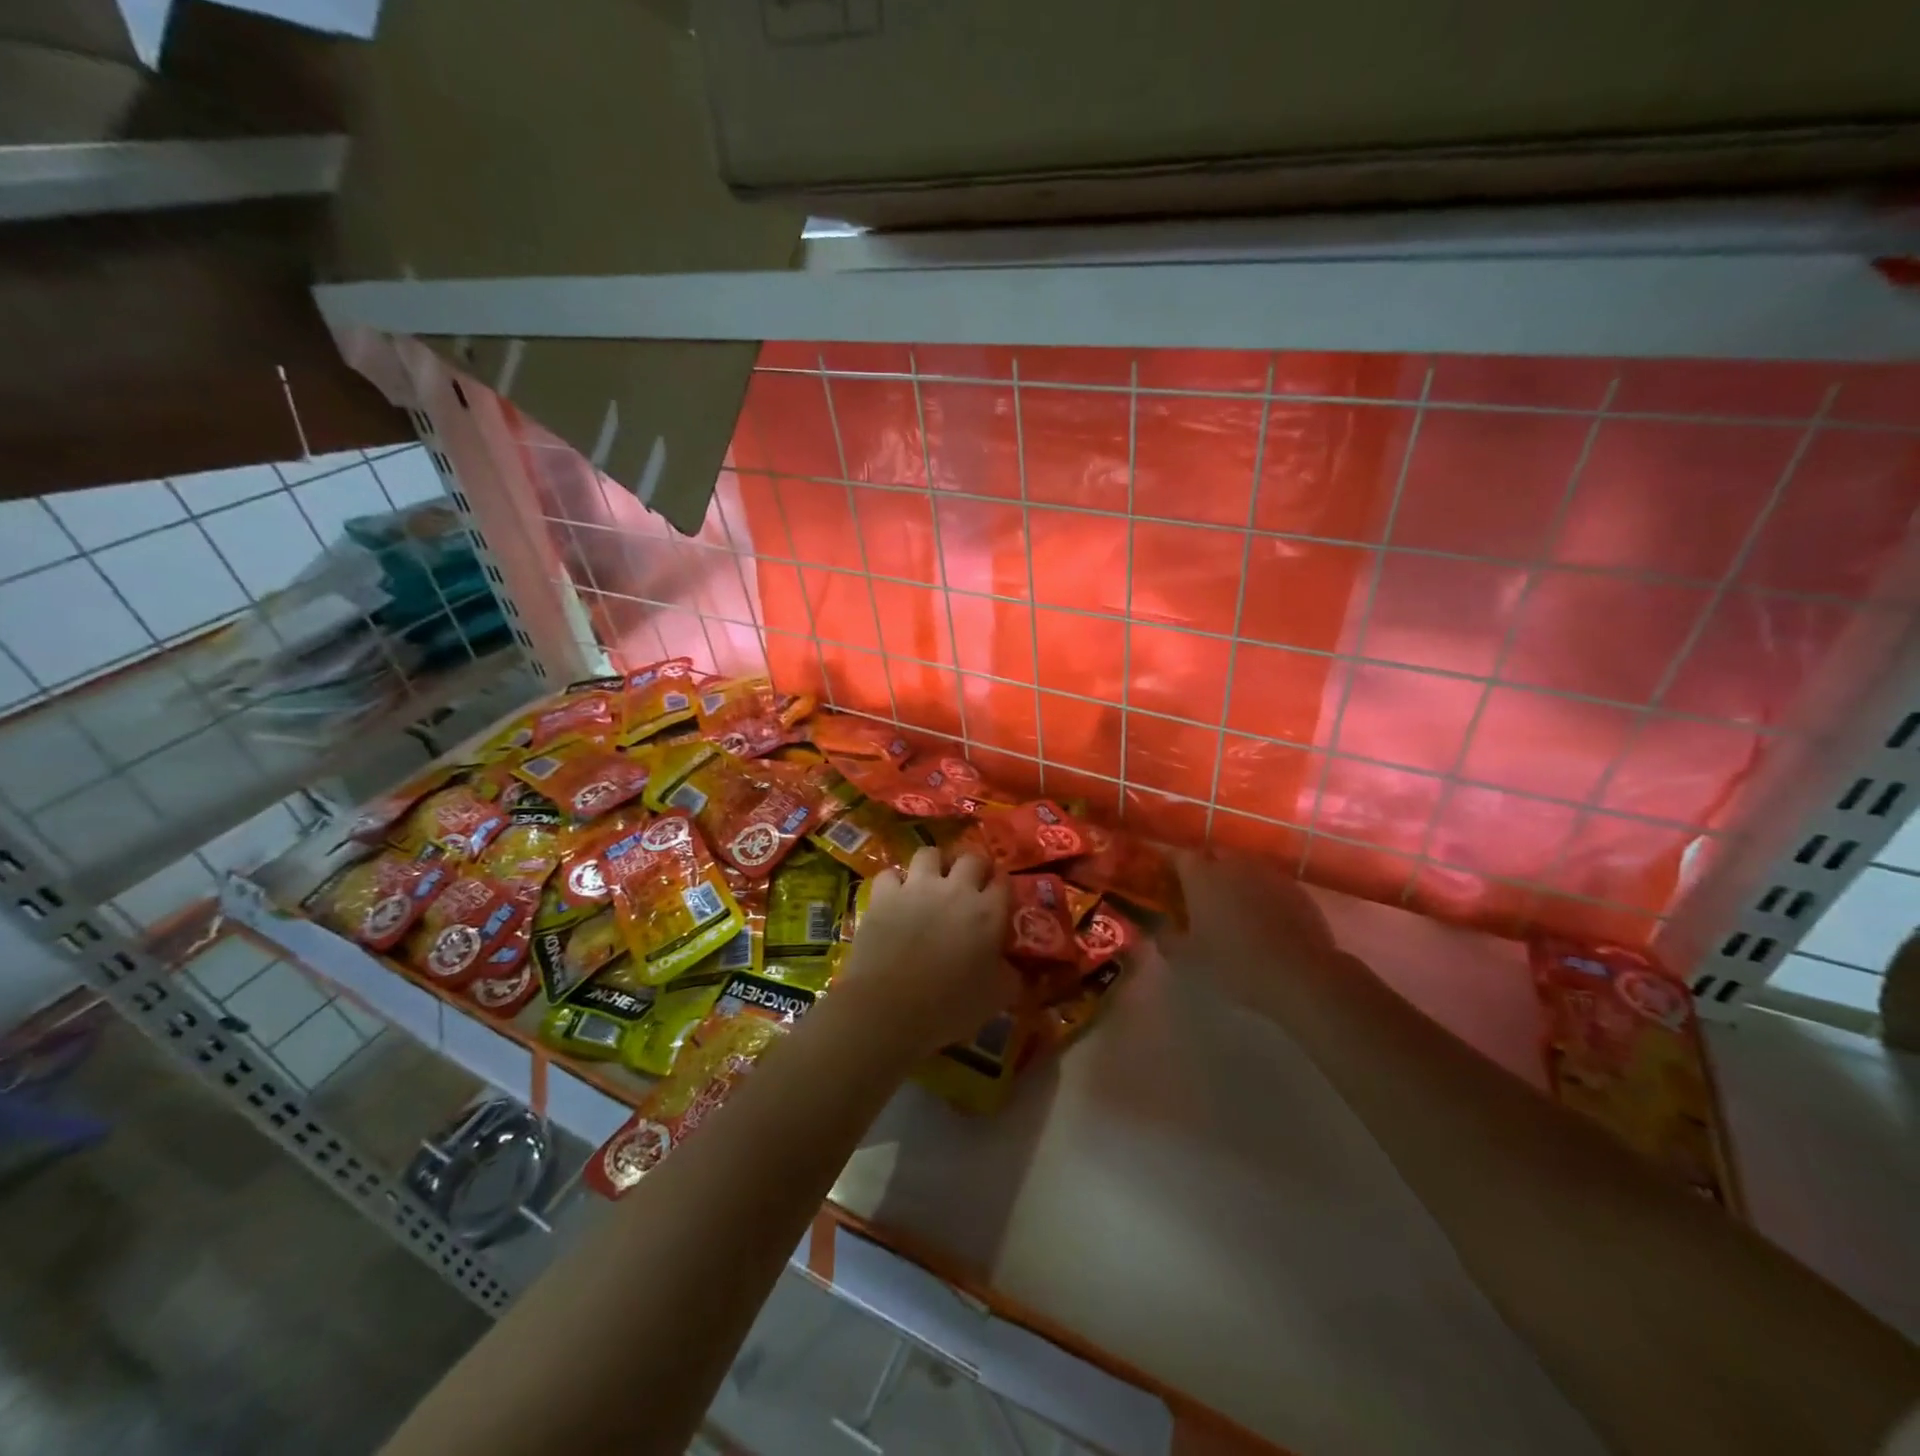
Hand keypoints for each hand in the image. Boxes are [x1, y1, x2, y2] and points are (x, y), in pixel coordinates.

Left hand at [836, 848, 1016, 1058]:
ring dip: (934, 864)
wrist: (888, 1007)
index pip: (1004, 882)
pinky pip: (890, 874)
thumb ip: (1012, 976)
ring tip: (932, 881)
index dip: (1003, 887)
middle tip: (970, 885)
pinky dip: (894, 883)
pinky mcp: (884, 895)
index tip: (1000, 898)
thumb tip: (1017, 968)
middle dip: (974, 867)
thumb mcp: (996, 998)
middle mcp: (955, 889)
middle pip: (971, 858)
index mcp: (987, 912)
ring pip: (929, 853)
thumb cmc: (949, 1006)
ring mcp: (916, 887)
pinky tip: (895, 896)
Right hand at [1158, 850, 1337, 1013]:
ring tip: (1232, 908)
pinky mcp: (1295, 888)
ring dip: (1234, 881)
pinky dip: (1260, 894)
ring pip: (1242, 868)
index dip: (1170, 866)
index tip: (1167, 883)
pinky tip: (1262, 920)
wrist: (1300, 974)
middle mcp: (1233, 864)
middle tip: (1199, 897)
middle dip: (1204, 871)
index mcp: (1201, 875)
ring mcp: (1267, 873)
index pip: (1178, 856)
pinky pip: (1268, 883)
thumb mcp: (1187, 958)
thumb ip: (1167, 939)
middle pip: (1212, 856)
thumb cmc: (1234, 962)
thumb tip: (1163, 930)